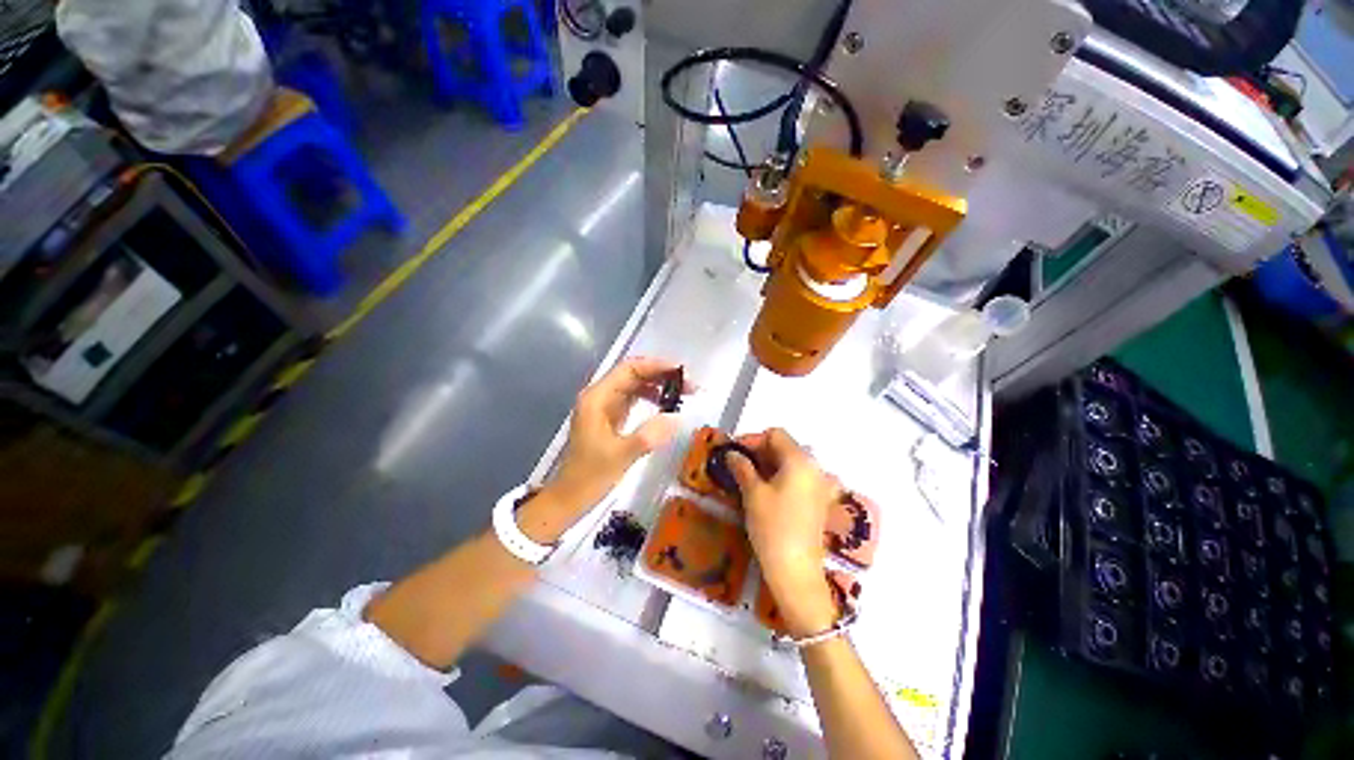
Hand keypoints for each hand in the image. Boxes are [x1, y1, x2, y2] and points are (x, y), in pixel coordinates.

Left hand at [544, 357, 689, 519]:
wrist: (570, 497)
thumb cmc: (590, 476)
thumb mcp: (621, 456)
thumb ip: (647, 436)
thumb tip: (675, 418)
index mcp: (597, 398)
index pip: (629, 369)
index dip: (656, 366)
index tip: (681, 371)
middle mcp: (599, 396)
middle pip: (633, 374)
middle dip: (661, 375)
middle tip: (689, 385)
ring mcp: (604, 407)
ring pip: (634, 386)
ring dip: (658, 386)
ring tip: (683, 394)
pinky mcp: (610, 418)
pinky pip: (633, 399)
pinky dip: (651, 398)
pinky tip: (666, 406)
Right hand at [727, 428, 841, 636]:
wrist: (796, 571)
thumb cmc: (772, 527)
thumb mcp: (752, 493)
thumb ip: (742, 467)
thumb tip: (732, 454)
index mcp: (800, 460)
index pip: (775, 435)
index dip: (752, 439)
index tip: (734, 452)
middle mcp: (816, 468)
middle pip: (786, 447)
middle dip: (760, 452)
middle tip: (738, 465)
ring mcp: (822, 486)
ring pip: (793, 463)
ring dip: (771, 465)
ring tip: (750, 478)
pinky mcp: (821, 502)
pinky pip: (801, 479)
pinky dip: (784, 478)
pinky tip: (771, 491)